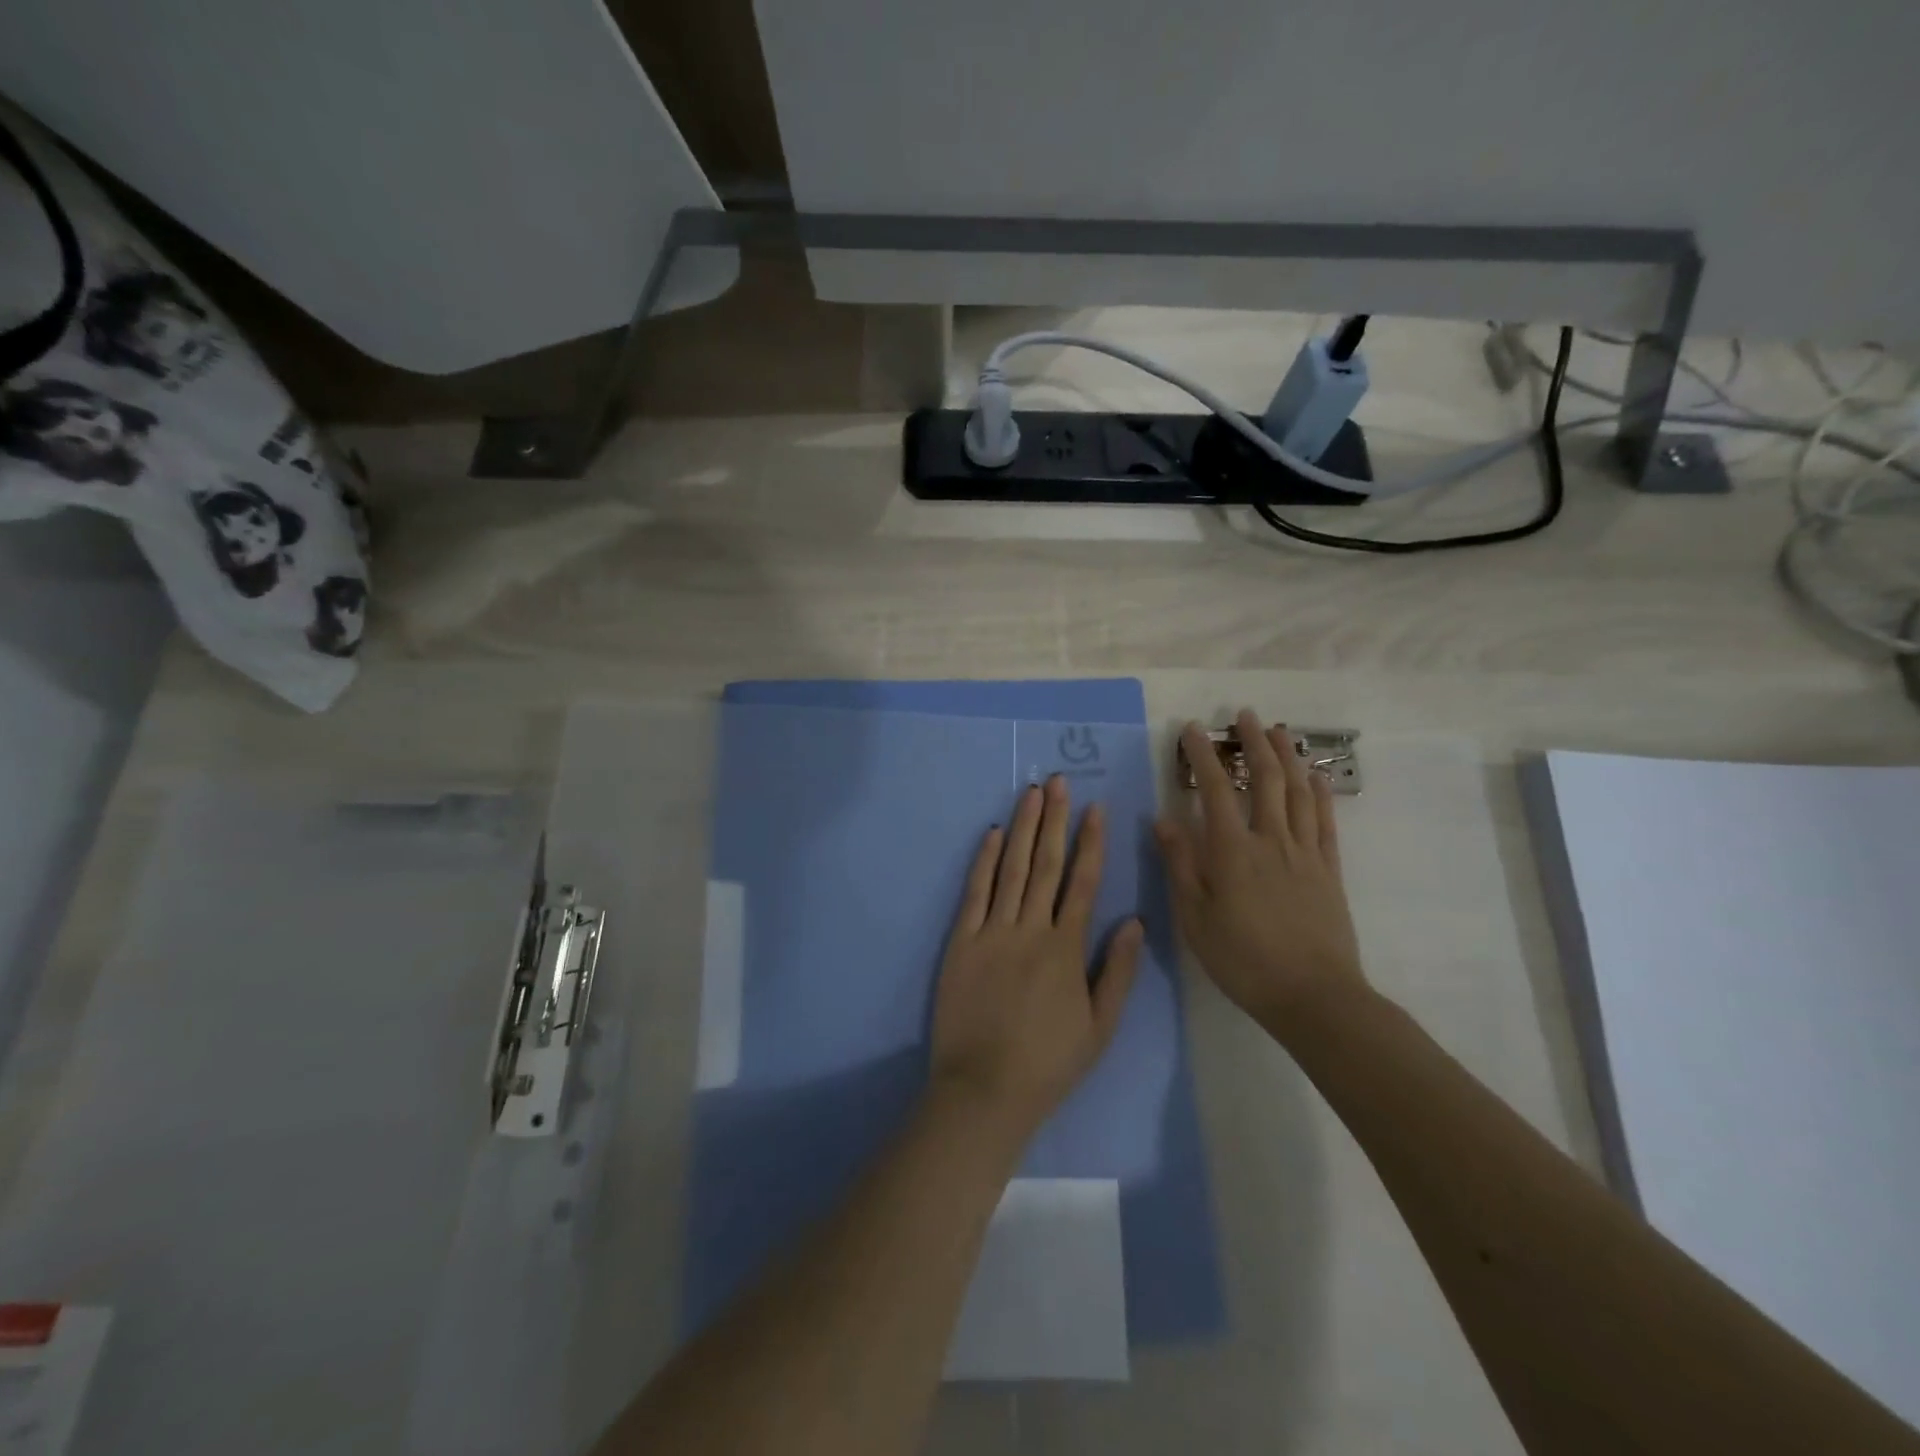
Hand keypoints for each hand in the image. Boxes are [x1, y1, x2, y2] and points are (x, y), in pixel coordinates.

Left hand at [930, 776, 1143, 1142]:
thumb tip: (1134, 921)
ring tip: (1030, 793)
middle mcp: (1031, 929)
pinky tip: (992, 834)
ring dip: (1023, 828)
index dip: (1091, 841)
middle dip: (1054, 819)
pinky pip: (974, 893)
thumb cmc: (1048, 1062)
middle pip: (1046, 864)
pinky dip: (983, 861)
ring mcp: (992, 932)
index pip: (1084, 881)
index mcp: (1067, 948)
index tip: (1095, 808)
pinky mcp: (961, 941)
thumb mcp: (1100, 1026)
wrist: (985, 1089)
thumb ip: (1117, 971)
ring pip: (1011, 869)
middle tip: (1058, 781)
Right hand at [1155, 710, 1366, 1037]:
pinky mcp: (1329, 870)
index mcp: (1232, 851)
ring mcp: (1305, 853)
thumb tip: (1163, 820)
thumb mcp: (1194, 917)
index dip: (1203, 756)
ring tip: (1279, 731)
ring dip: (1288, 757)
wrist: (1313, 996)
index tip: (1193, 729)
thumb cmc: (1242, 959)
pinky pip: (1326, 822)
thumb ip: (1180, 865)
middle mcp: (1270, 840)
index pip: (1214, 790)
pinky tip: (1317, 777)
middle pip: (1265, 779)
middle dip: (1253, 742)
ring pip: (1298, 792)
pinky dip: (1321, 794)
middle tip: (1245, 715)